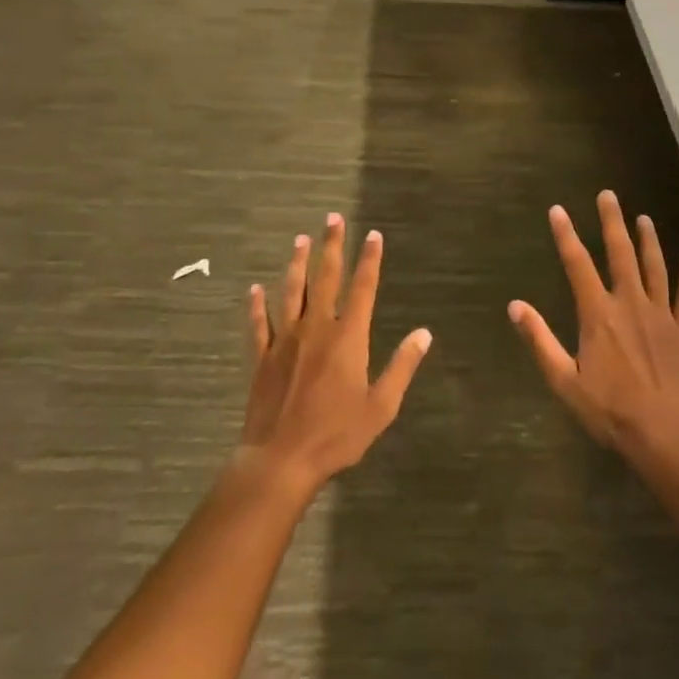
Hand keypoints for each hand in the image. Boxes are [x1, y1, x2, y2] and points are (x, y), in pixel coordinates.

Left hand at [241, 214, 431, 493]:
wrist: (280, 460)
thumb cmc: (336, 435)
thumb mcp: (381, 406)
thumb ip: (402, 367)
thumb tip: (424, 333)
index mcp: (348, 338)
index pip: (363, 288)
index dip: (369, 259)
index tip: (373, 234)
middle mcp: (316, 329)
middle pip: (325, 278)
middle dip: (332, 246)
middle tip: (333, 218)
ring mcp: (285, 340)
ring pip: (292, 292)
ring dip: (297, 264)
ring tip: (300, 239)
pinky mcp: (262, 358)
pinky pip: (259, 324)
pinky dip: (257, 306)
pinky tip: (254, 289)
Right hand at [509, 191, 678, 464]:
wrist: (665, 435)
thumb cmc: (609, 410)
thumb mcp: (564, 379)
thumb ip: (540, 339)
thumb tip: (515, 306)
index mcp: (597, 313)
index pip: (577, 264)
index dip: (566, 235)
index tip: (558, 210)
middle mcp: (629, 303)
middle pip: (620, 253)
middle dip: (612, 222)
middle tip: (608, 195)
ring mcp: (660, 315)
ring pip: (655, 268)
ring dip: (649, 241)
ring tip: (644, 218)